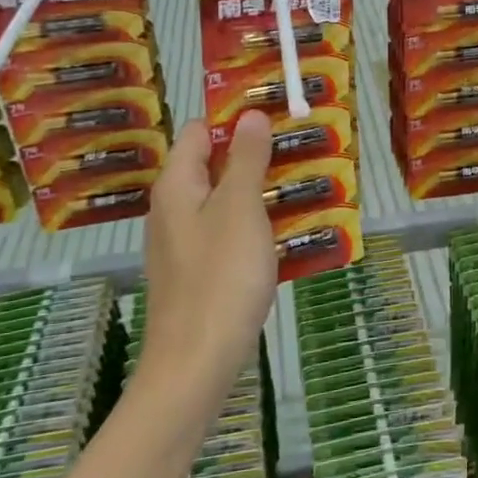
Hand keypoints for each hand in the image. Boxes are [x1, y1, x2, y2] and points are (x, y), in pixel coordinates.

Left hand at [139, 112, 277, 395]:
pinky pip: (228, 234)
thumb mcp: (240, 209)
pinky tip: (287, 234)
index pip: (200, 132)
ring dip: (260, 191)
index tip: (276, 113)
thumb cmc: (220, 277)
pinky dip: (255, 226)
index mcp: (177, 186)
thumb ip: (247, 159)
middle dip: (255, 155)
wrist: (196, 363)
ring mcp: (184, 244)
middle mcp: (173, 209)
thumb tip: (251, 114)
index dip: (234, 118)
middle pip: (213, 166)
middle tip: (301, 148)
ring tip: (304, 184)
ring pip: (224, 202)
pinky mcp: (198, 273)